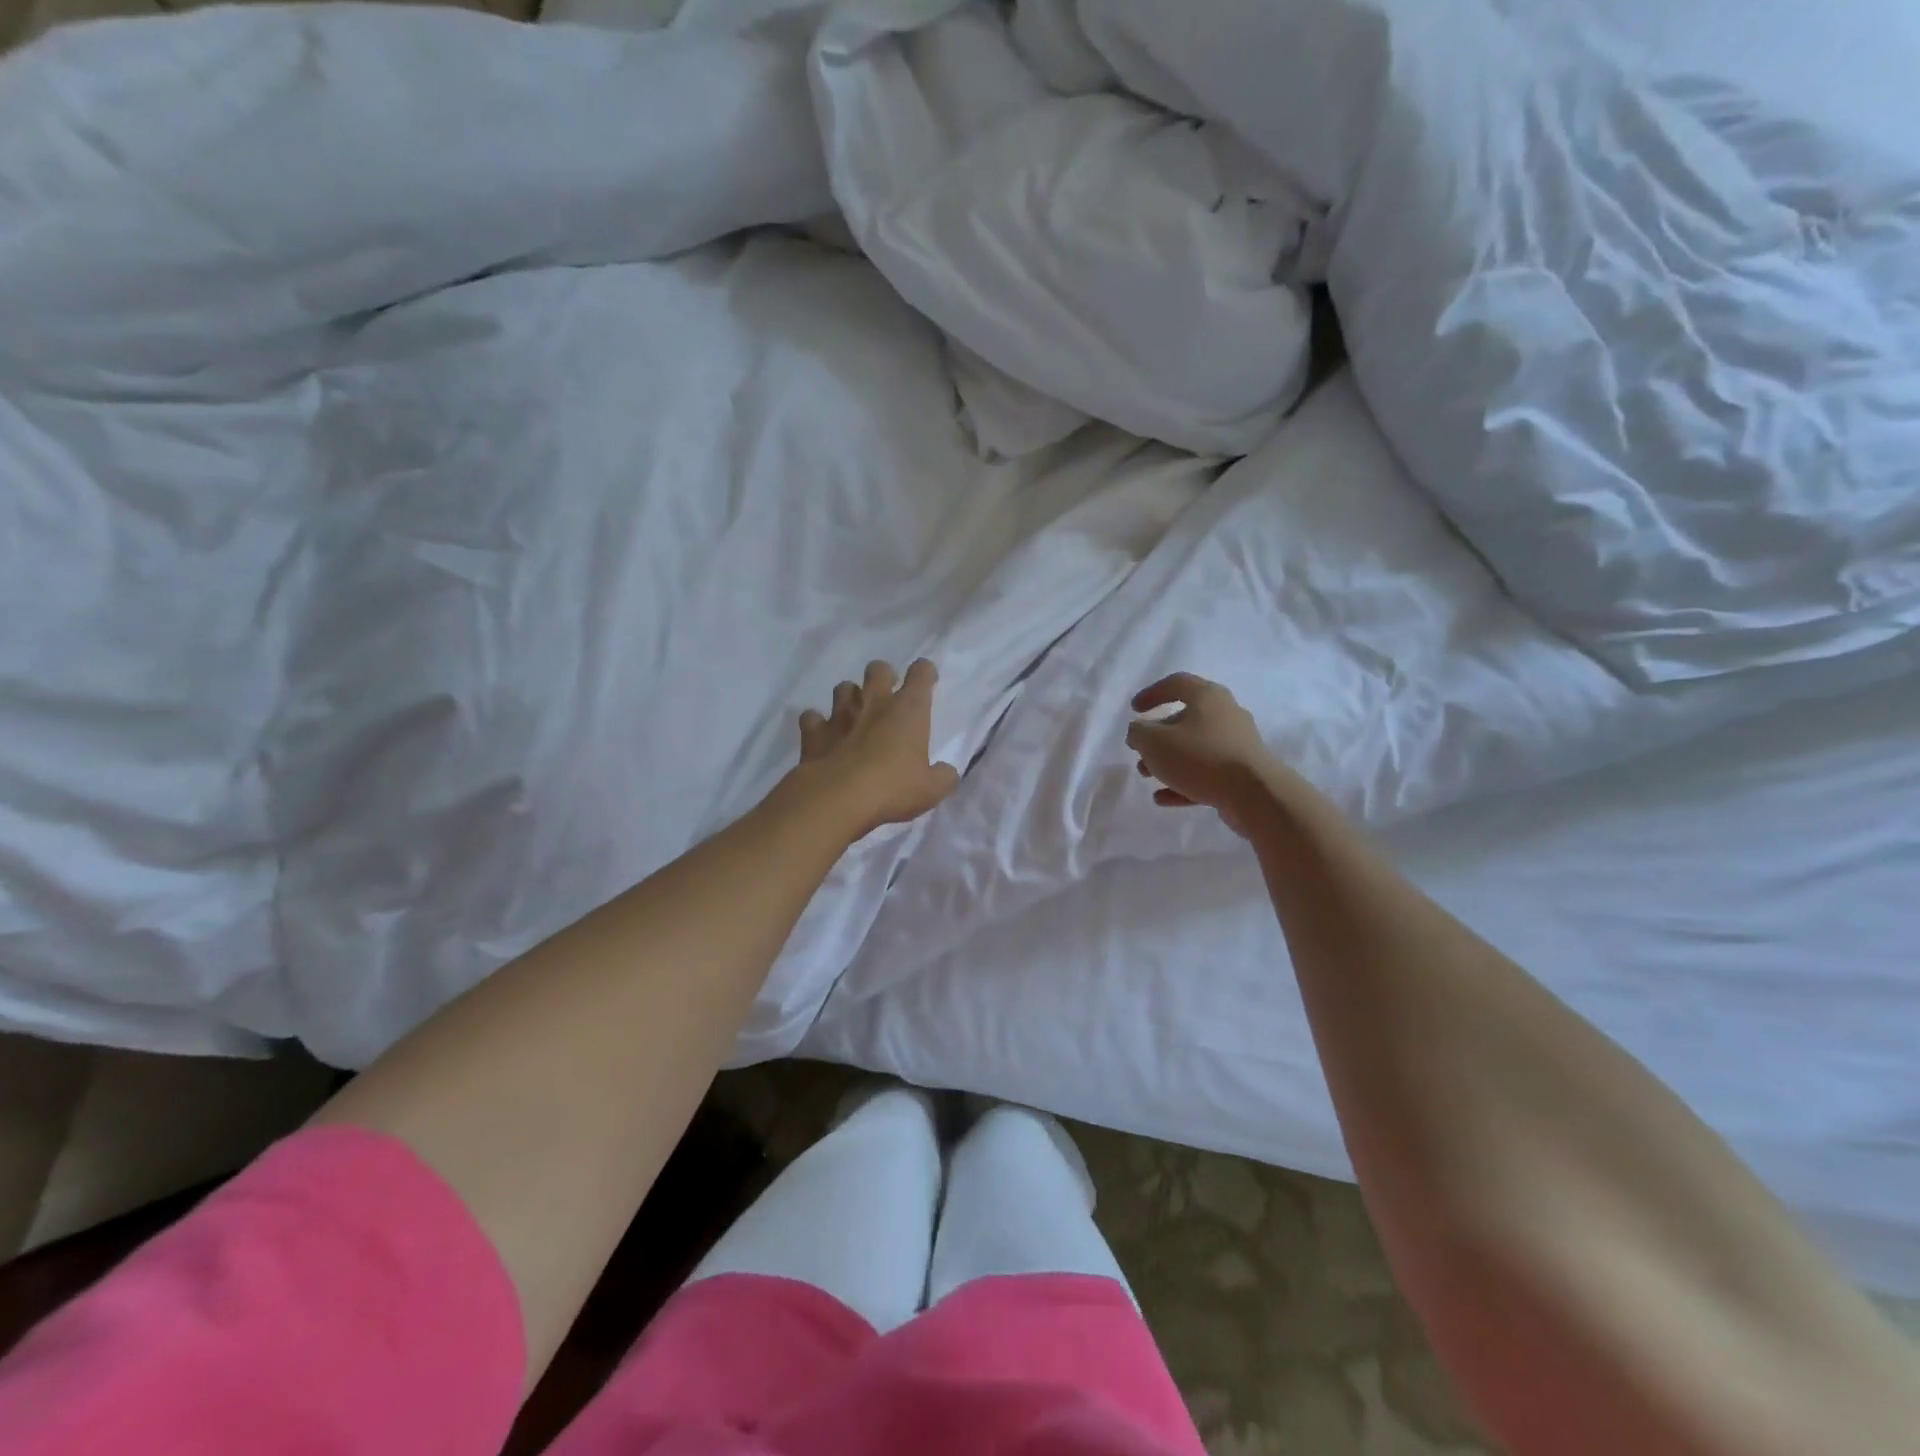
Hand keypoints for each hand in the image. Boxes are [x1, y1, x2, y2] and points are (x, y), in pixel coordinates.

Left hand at [793, 659, 959, 840]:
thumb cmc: (893, 788)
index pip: (921, 673)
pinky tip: (822, 735)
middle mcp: (874, 702)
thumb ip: (943, 776)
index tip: (927, 681)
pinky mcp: (814, 732)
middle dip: (883, 676)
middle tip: (887, 695)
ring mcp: (840, 714)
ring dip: (850, 697)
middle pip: (877, 669)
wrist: (839, 798)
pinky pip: (811, 717)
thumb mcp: (931, 790)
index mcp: (908, 710)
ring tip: (854, 714)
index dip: (925, 673)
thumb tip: (947, 772)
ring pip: (843, 687)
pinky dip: (816, 723)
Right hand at [1126, 673, 1275, 838]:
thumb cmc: (1200, 757)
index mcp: (1208, 697)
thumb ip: (1139, 733)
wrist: (1255, 794)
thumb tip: (1139, 732)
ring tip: (1147, 776)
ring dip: (1167, 761)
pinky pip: (1206, 773)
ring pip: (1194, 748)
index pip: (1177, 683)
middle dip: (1156, 736)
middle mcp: (1226, 715)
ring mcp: (1236, 745)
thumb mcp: (1155, 742)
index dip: (1152, 693)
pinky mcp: (1241, 772)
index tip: (1134, 710)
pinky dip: (1183, 782)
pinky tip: (1162, 798)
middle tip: (1138, 751)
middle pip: (1185, 719)